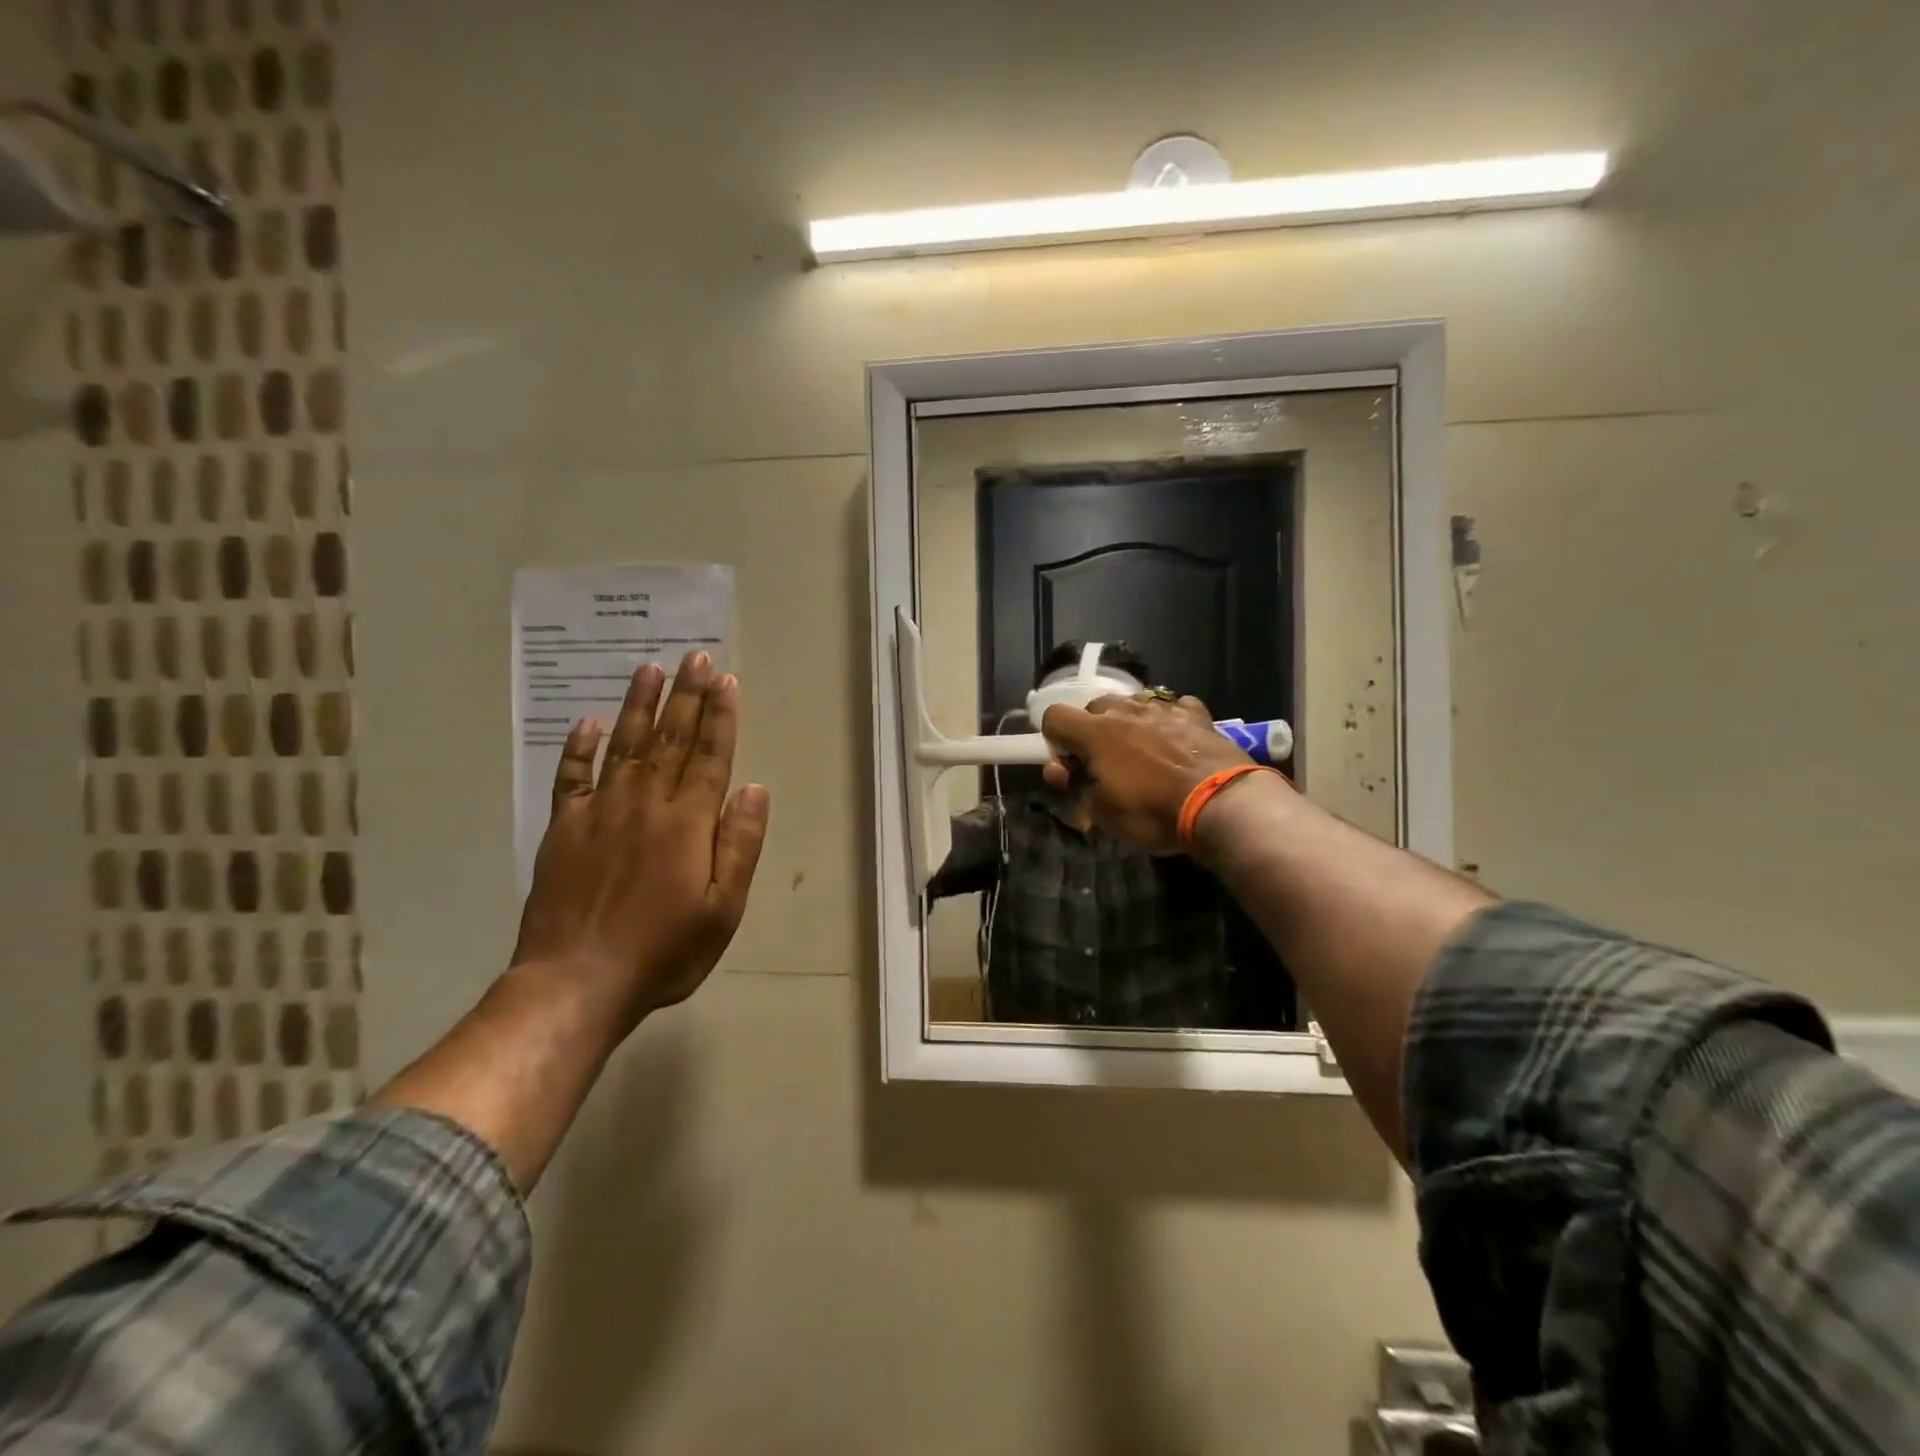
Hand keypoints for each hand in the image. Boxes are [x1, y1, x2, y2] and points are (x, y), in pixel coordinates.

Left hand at [511, 650, 769, 1026]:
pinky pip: (571, 778)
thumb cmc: (664, 950)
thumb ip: (740, 844)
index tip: (725, 680)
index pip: (710, 756)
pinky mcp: (564, 829)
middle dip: (687, 696)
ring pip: (625, 746)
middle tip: (696, 657)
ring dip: (639, 706)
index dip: (720, 716)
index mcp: (688, 822)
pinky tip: (587, 724)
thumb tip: (754, 788)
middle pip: (672, 739)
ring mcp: (600, 813)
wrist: (576, 981)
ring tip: (650, 669)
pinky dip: (579, 749)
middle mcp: (646, 804)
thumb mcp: (723, 908)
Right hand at [1040, 692, 1264, 854]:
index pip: (1054, 716)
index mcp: (1095, 733)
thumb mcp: (1102, 813)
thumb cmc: (1153, 811)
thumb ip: (1076, 786)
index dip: (1055, 739)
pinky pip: (1175, 708)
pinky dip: (1170, 721)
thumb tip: (1061, 769)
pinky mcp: (1197, 714)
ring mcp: (1164, 708)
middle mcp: (1126, 711)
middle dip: (1094, 730)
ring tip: (1144, 752)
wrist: (1221, 803)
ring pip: (1134, 704)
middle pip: (1095, 706)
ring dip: (1130, 723)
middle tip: (1107, 763)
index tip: (1068, 763)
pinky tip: (1178, 741)